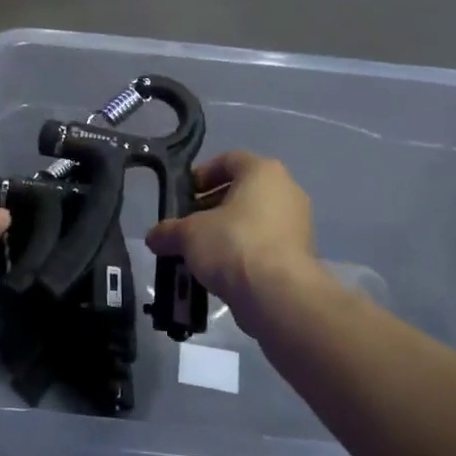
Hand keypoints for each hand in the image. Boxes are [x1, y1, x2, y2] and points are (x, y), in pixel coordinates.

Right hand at [146, 152, 317, 325]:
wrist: (277, 294)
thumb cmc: (233, 244)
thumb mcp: (188, 234)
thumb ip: (168, 231)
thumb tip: (154, 237)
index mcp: (263, 172)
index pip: (229, 160)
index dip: (202, 175)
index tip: (183, 195)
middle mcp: (287, 191)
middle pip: (242, 192)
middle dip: (211, 208)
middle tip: (188, 226)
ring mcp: (298, 225)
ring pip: (254, 221)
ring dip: (226, 233)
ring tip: (200, 253)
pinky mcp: (301, 256)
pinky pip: (265, 245)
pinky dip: (243, 253)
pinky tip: (221, 272)